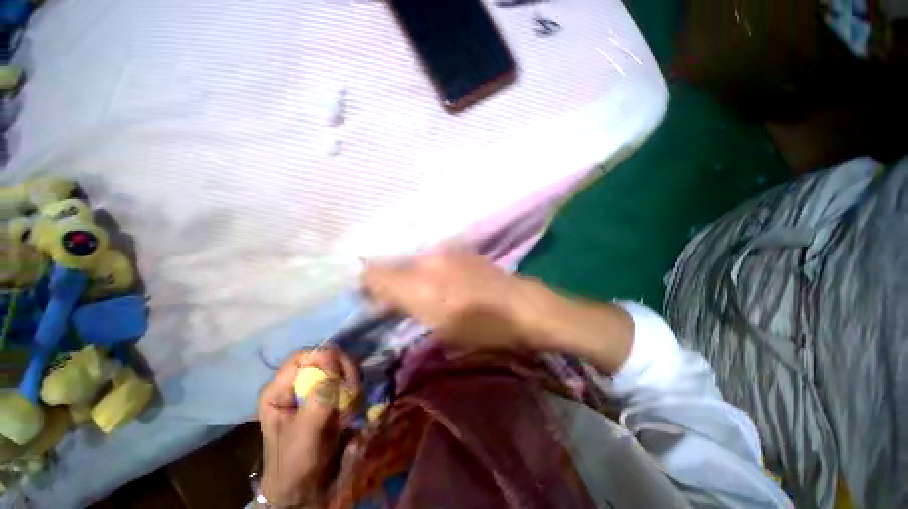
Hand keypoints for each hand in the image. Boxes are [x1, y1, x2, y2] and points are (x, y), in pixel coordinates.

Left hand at [257, 348, 359, 506]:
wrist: (304, 488)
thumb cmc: (295, 462)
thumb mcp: (305, 431)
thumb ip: (319, 395)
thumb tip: (332, 357)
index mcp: (279, 389)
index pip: (303, 356)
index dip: (325, 357)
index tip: (342, 372)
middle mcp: (297, 384)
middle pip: (326, 359)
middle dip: (343, 373)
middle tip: (352, 392)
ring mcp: (315, 390)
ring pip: (341, 370)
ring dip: (351, 387)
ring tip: (349, 411)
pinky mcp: (329, 398)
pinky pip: (347, 384)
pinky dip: (353, 396)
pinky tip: (350, 413)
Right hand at [364, 251, 635, 372]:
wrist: (522, 306)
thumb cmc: (483, 328)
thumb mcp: (440, 328)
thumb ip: (407, 308)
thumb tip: (384, 299)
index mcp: (420, 285)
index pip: (375, 275)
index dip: (367, 285)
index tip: (369, 298)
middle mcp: (427, 261)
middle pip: (392, 265)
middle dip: (389, 281)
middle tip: (397, 299)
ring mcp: (445, 252)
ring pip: (412, 261)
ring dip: (409, 275)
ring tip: (422, 291)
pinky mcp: (459, 250)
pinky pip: (431, 258)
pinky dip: (427, 269)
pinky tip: (441, 281)